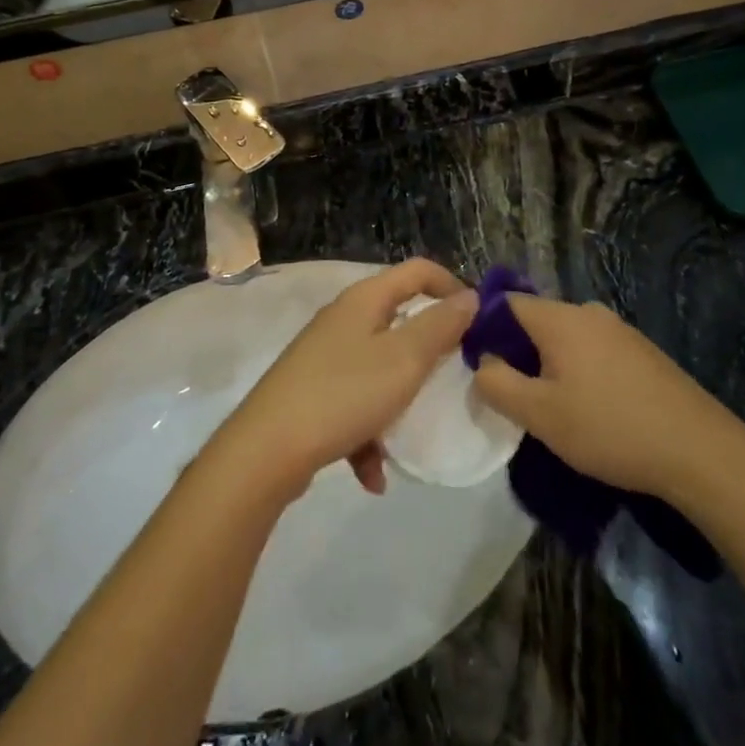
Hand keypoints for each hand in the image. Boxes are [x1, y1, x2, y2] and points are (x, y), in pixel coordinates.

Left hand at [216, 260, 474, 497]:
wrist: (266, 450)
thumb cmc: (344, 393)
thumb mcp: (404, 359)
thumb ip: (440, 326)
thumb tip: (470, 297)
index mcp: (364, 300)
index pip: (418, 271)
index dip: (452, 286)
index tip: (478, 321)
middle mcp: (343, 319)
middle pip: (397, 319)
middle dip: (428, 348)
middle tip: (454, 375)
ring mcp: (323, 356)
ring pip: (377, 367)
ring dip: (398, 399)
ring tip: (411, 432)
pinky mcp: (311, 392)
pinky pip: (353, 405)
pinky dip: (368, 434)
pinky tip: (372, 475)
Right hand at [473, 295, 744, 500]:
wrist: (699, 450)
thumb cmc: (609, 428)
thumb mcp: (540, 415)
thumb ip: (498, 385)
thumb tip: (483, 363)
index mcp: (560, 318)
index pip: (506, 303)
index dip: (485, 328)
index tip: (480, 364)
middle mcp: (589, 312)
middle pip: (538, 320)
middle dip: (519, 352)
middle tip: (514, 394)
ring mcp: (620, 330)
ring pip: (568, 338)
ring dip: (552, 365)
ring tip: (553, 407)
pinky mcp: (642, 352)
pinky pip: (595, 351)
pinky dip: (581, 371)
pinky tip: (592, 409)